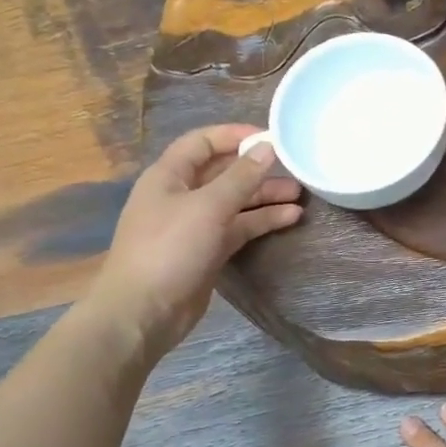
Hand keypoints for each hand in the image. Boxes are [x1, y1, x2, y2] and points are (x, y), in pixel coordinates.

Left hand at [85, 124, 301, 364]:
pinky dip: (261, 222)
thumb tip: (267, 148)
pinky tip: (289, 218)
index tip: (270, 138)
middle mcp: (181, 195)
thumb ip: (241, 177)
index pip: (202, 142)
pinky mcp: (207, 251)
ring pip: (235, 202)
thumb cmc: (170, 249)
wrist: (144, 311)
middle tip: (295, 169)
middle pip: (223, 173)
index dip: (234, 135)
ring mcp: (194, 225)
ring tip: (301, 196)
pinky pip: (238, 228)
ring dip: (265, 197)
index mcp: (169, 176)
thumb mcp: (208, 207)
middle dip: (257, 170)